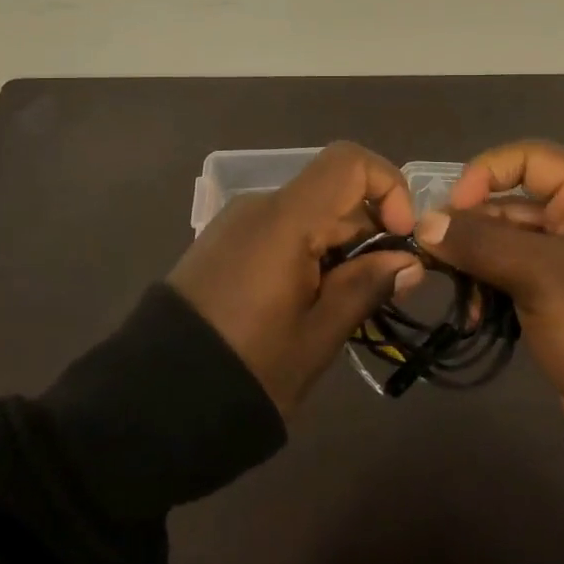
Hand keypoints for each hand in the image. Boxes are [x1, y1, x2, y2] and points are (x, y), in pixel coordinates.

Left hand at [167, 142, 423, 416]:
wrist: (154, 401)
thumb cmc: (248, 369)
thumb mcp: (317, 336)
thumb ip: (366, 287)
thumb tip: (408, 261)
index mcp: (284, 219)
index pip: (348, 162)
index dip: (387, 187)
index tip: (401, 238)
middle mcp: (259, 206)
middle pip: (331, 191)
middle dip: (370, 229)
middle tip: (382, 289)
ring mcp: (236, 224)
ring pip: (308, 213)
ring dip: (340, 245)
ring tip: (342, 305)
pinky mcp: (222, 244)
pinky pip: (280, 230)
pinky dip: (309, 251)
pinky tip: (308, 301)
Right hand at [413, 140, 563, 418]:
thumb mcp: (540, 275)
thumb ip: (479, 242)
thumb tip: (423, 224)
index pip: (529, 158)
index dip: (485, 174)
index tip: (453, 209)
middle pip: (514, 202)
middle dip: (473, 228)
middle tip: (437, 257)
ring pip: (509, 241)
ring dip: (477, 262)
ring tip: (458, 293)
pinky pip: (517, 274)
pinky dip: (492, 287)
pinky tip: (473, 313)